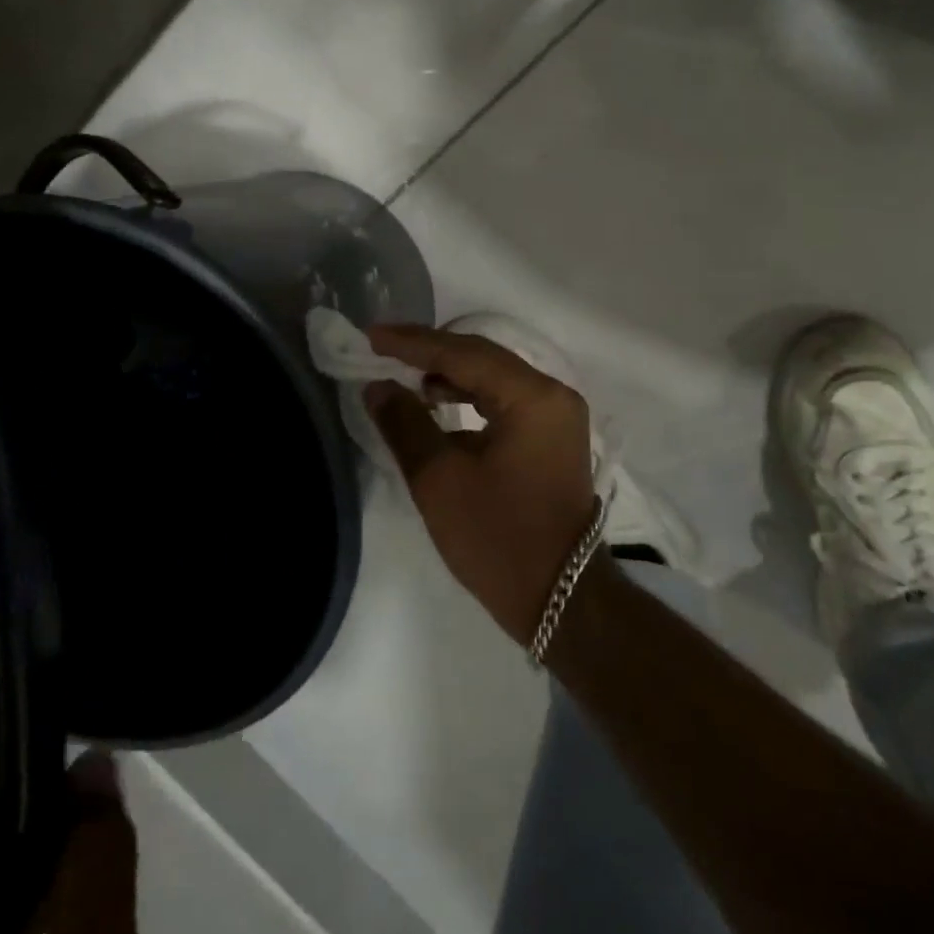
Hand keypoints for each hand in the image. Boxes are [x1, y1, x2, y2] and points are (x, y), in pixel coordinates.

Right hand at [363, 324, 599, 645]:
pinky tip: (439, 402)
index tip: (372, 335)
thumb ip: (405, 424)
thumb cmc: (498, 540)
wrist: (561, 599)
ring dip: (450, 373)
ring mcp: (557, 415)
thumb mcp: (440, 481)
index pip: (465, 354)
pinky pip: (506, 400)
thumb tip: (378, 386)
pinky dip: (470, 396)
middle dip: (431, 351)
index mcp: (532, 397)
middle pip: (484, 357)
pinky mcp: (552, 436)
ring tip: (404, 375)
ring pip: (495, 377)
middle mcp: (553, 394)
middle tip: (383, 347)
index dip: (414, 343)